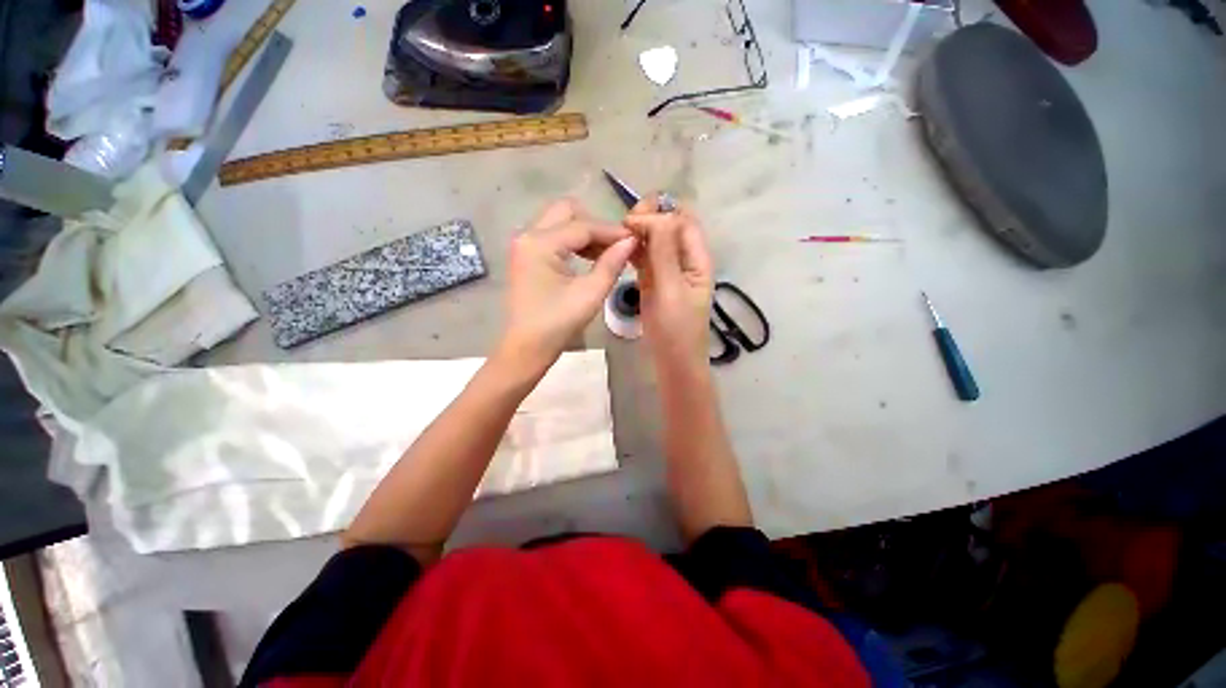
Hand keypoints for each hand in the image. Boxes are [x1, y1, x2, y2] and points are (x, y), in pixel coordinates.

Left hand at [498, 198, 637, 374]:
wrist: (527, 348)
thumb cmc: (558, 323)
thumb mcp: (590, 293)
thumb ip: (612, 263)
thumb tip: (631, 241)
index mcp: (541, 243)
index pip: (582, 226)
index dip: (611, 231)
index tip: (635, 239)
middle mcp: (527, 235)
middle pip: (566, 211)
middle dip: (594, 225)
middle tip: (615, 246)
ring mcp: (523, 244)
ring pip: (559, 222)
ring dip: (584, 233)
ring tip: (607, 254)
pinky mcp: (525, 255)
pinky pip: (552, 236)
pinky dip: (572, 242)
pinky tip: (589, 259)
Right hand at [623, 199, 713, 372]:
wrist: (673, 362)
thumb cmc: (677, 330)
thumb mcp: (671, 290)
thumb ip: (665, 253)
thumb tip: (658, 217)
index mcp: (697, 259)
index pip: (682, 222)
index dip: (660, 215)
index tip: (632, 223)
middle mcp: (684, 260)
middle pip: (670, 226)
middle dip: (649, 219)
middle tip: (625, 226)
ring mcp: (668, 270)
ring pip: (655, 240)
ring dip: (639, 233)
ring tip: (618, 235)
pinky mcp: (654, 281)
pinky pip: (645, 257)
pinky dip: (633, 249)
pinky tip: (620, 248)